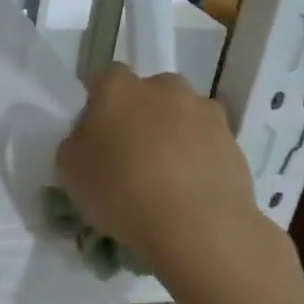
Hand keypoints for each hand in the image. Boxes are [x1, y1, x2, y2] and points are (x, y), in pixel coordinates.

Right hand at [56, 66, 276, 273]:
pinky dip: (198, 157)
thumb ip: (77, 142)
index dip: (100, 103)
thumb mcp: (70, 169)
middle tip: (132, 152)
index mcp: (119, 88)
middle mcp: (164, 88)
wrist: (197, 225)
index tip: (97, 133)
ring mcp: (204, 112)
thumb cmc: (121, 190)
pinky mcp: (233, 141)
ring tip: (166, 175)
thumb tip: (92, 136)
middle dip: (141, 114)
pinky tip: (190, 189)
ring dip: (173, 133)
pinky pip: (207, 142)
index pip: (105, 78)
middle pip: (149, 92)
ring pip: (182, 115)